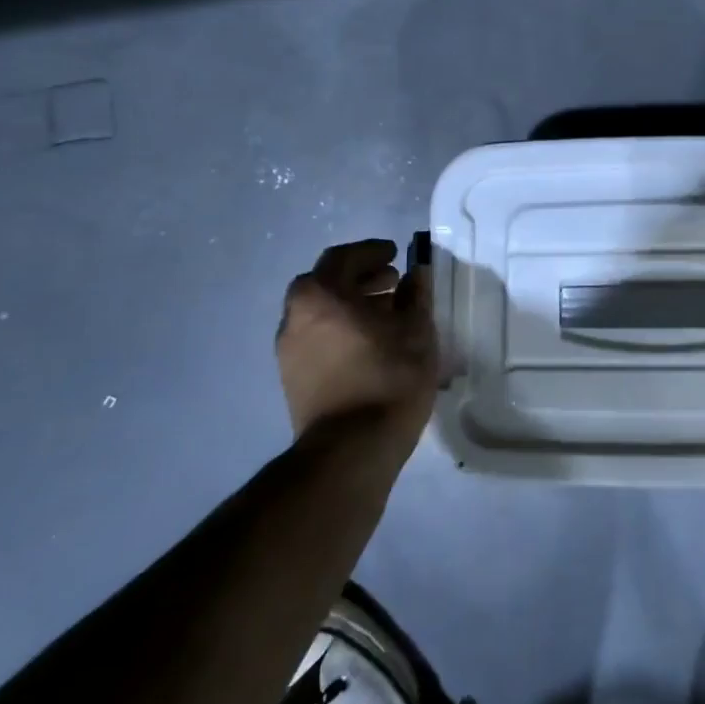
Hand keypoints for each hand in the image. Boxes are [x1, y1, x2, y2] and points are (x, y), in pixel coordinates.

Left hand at [276, 239, 437, 447]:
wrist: (351, 451)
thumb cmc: (388, 378)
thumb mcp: (416, 330)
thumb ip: (415, 295)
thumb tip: (416, 274)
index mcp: (320, 296)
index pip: (343, 257)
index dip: (371, 252)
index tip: (395, 255)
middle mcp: (295, 316)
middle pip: (326, 283)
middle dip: (360, 278)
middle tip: (392, 282)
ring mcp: (288, 350)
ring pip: (319, 312)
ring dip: (350, 304)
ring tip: (386, 314)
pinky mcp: (292, 377)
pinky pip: (316, 337)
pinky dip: (340, 328)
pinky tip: (369, 343)